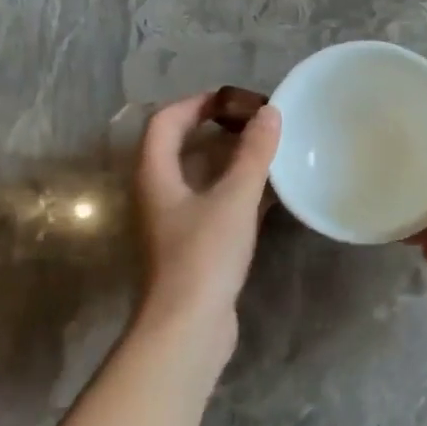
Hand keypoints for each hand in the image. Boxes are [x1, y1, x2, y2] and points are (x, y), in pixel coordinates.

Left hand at [133, 91, 279, 353]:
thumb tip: (270, 113)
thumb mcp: (234, 199)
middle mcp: (159, 194)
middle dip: (218, 130)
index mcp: (155, 175)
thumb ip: (254, 154)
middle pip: (182, 147)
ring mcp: (175, 222)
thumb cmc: (204, 256)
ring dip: (232, 161)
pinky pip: (216, 204)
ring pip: (201, 177)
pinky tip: (271, 194)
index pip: (166, 121)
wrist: (188, 326)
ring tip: (270, 153)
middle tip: (259, 124)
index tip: (235, 100)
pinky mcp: (195, 245)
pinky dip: (239, 191)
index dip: (197, 103)